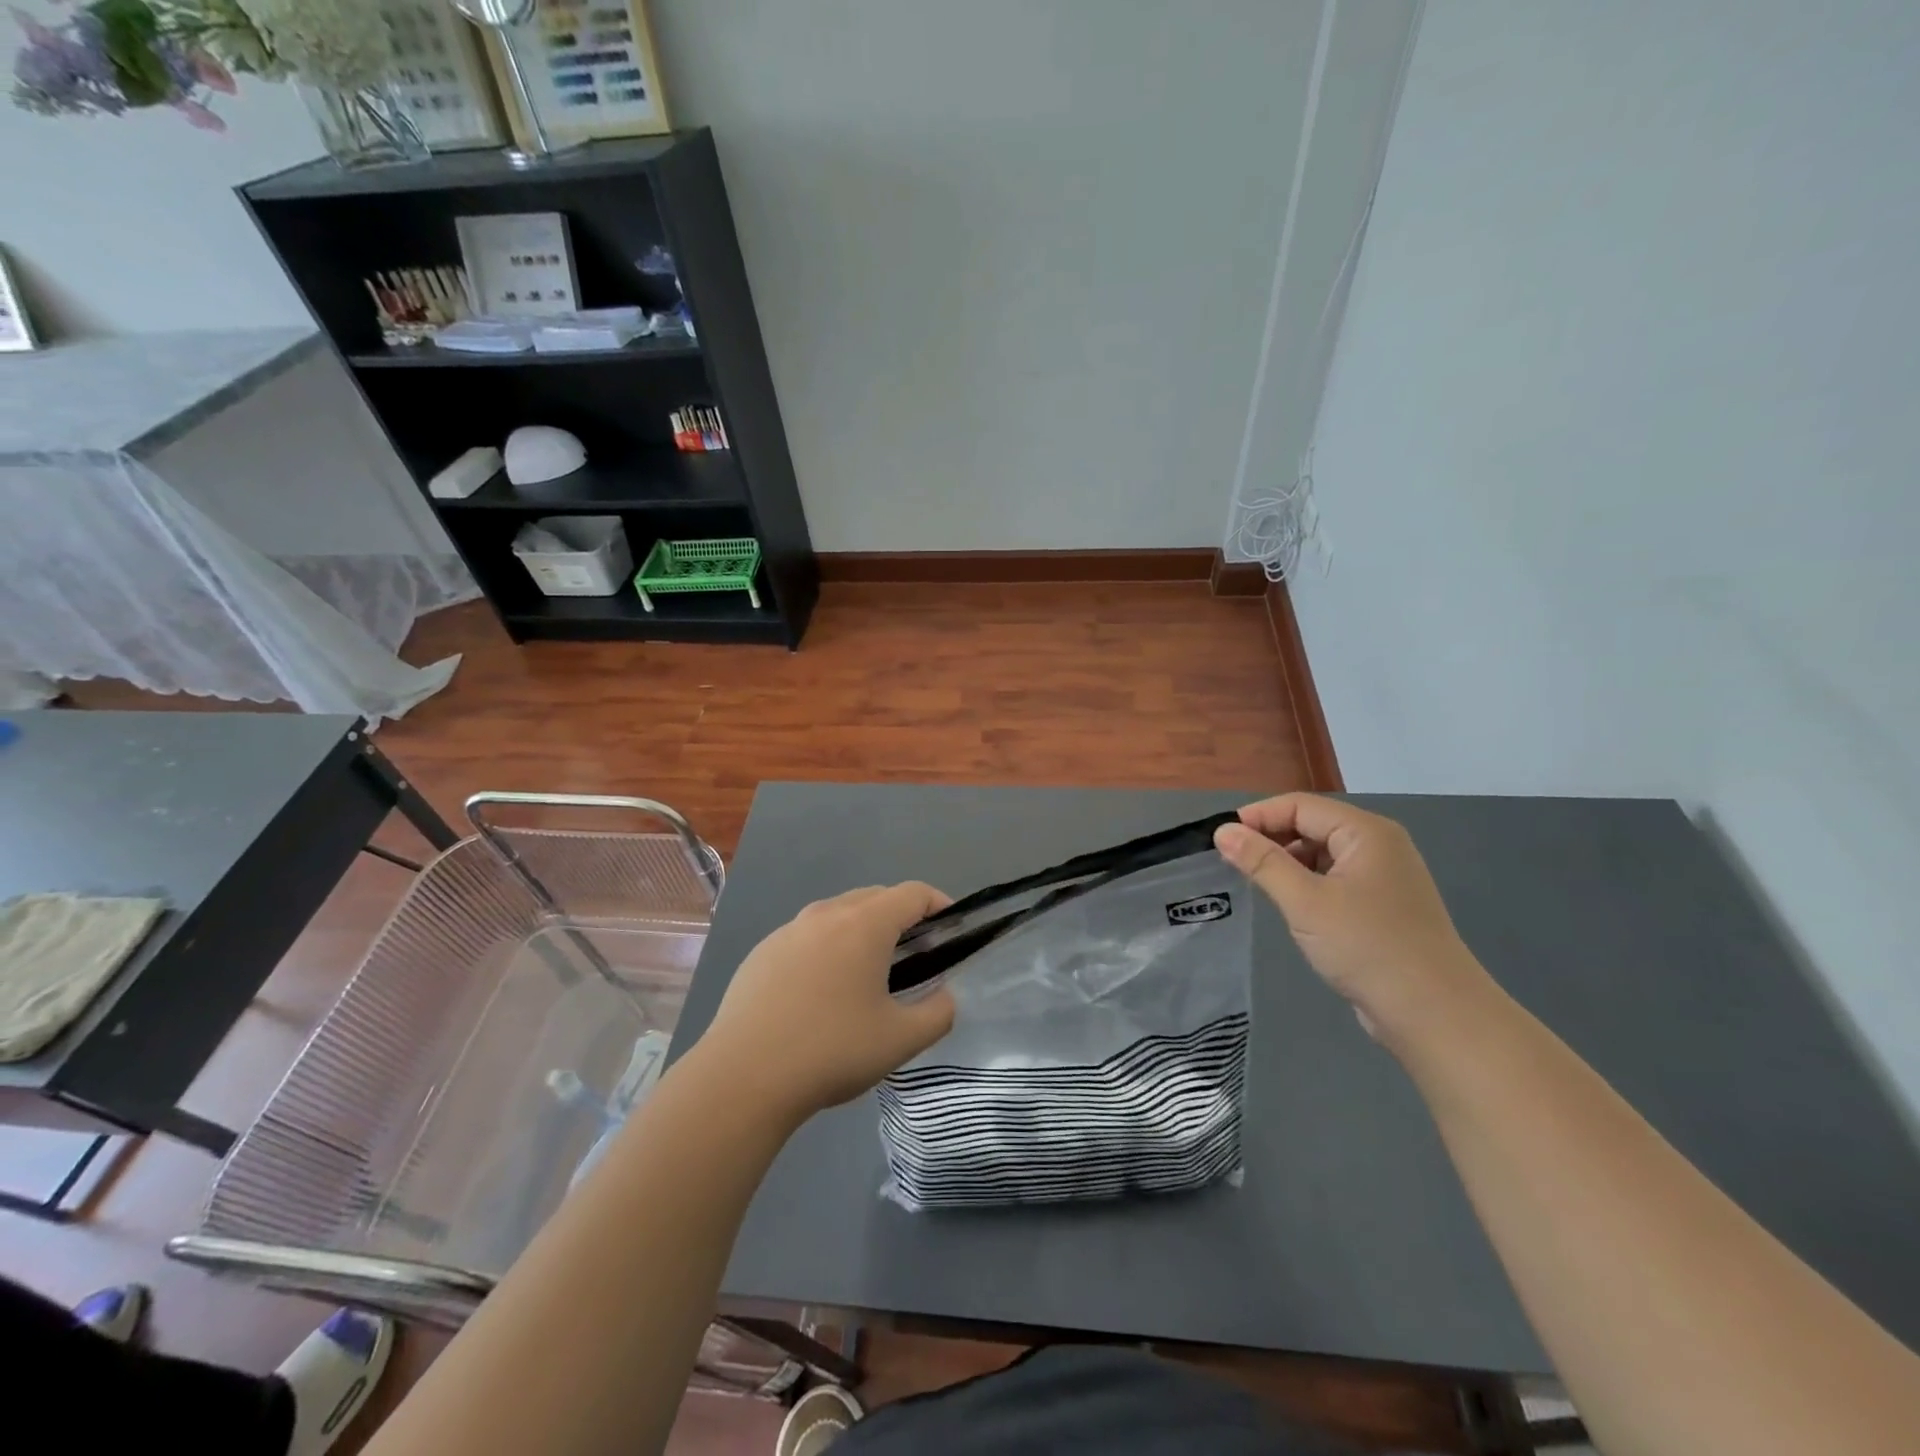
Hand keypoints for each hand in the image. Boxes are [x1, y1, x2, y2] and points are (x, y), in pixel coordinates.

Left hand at [696, 883, 956, 1123]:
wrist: (743, 1077)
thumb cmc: (831, 1051)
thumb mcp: (901, 1040)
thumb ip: (938, 1013)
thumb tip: (943, 997)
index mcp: (864, 924)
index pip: (913, 894)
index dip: (939, 904)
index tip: (951, 930)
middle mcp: (826, 914)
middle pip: (876, 897)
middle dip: (902, 917)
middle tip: (916, 957)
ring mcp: (788, 930)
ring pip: (838, 914)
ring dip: (863, 931)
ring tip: (869, 974)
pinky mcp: (762, 952)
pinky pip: (807, 936)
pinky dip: (828, 948)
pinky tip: (821, 993)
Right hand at [1214, 794, 1492, 1038]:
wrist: (1435, 1015)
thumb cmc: (1367, 947)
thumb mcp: (1305, 901)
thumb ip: (1262, 862)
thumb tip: (1223, 831)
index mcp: (1366, 832)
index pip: (1299, 806)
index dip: (1257, 817)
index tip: (1220, 839)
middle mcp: (1378, 845)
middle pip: (1312, 825)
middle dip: (1271, 839)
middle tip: (1231, 862)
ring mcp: (1383, 877)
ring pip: (1321, 854)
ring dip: (1287, 863)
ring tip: (1255, 884)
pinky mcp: (1382, 906)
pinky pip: (1334, 880)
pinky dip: (1306, 884)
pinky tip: (1289, 905)